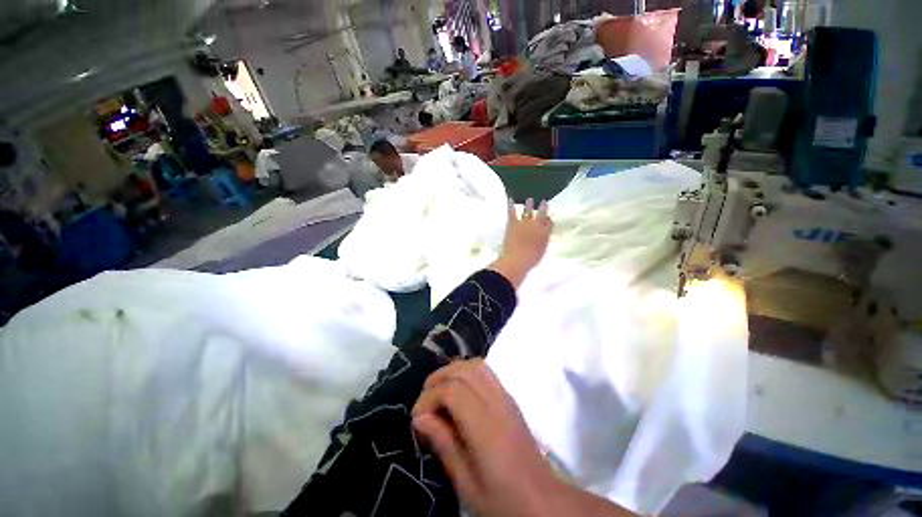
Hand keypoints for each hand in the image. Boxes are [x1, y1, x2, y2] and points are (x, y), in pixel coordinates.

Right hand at [413, 360, 635, 516]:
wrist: (542, 499)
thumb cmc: (503, 500)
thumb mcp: (467, 484)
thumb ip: (444, 445)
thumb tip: (419, 418)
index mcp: (487, 427)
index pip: (454, 391)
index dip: (430, 398)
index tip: (417, 418)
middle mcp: (497, 403)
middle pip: (463, 370)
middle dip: (438, 379)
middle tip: (424, 402)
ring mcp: (506, 396)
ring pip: (475, 364)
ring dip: (453, 371)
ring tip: (439, 392)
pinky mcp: (509, 396)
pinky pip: (485, 371)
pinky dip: (466, 372)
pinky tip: (459, 392)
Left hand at [489, 198, 552, 288]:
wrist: (517, 259)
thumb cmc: (530, 259)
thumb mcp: (542, 251)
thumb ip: (544, 241)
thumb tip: (545, 234)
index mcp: (544, 233)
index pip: (549, 223)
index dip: (549, 219)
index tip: (549, 217)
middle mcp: (536, 226)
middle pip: (541, 214)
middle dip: (543, 208)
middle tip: (543, 202)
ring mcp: (523, 223)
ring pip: (527, 211)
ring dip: (529, 205)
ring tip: (530, 199)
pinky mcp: (512, 224)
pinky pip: (512, 213)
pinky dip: (511, 206)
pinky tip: (510, 200)